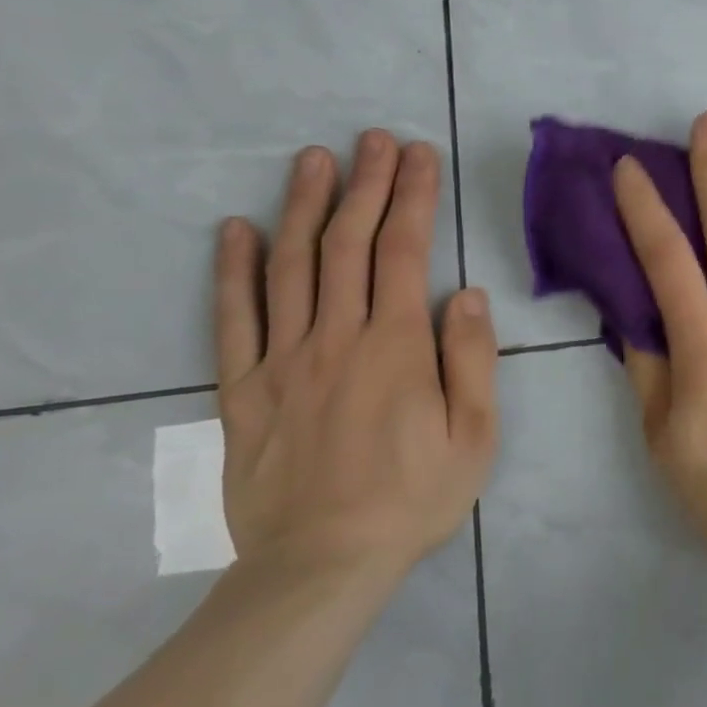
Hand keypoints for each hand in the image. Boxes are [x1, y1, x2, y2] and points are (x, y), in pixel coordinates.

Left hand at [212, 130, 498, 581]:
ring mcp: (282, 362)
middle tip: (373, 139)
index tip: (419, 155)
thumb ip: (471, 358)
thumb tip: (467, 292)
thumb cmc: (414, 497)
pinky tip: (234, 231)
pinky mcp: (244, 392)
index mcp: (395, 346)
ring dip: (302, 207)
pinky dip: (231, 272)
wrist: (320, 567)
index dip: (412, 197)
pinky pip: (233, 321)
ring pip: (289, 268)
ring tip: (313, 160)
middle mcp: (336, 338)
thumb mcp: (475, 435)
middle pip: (347, 244)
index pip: (404, 251)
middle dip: (365, 184)